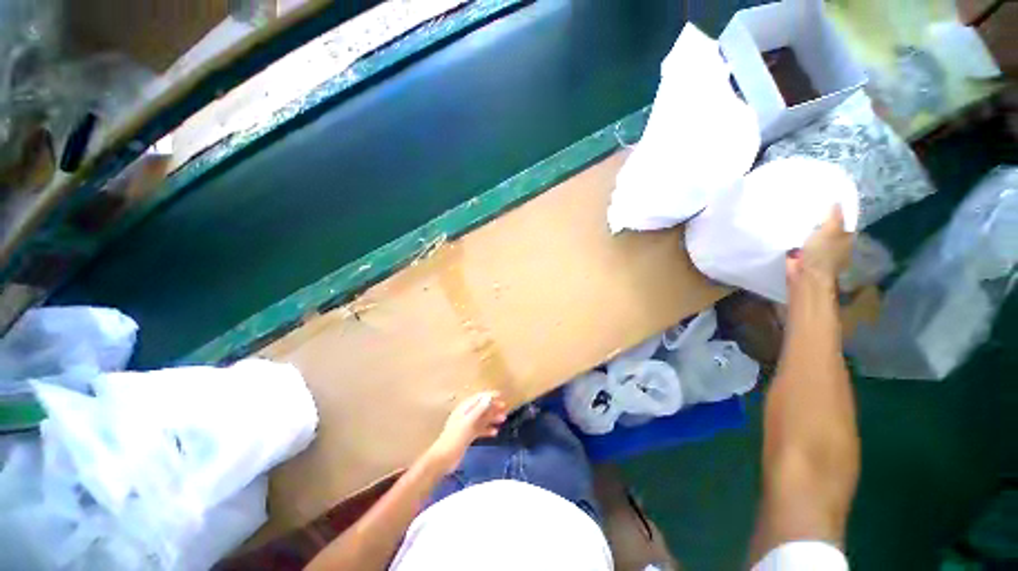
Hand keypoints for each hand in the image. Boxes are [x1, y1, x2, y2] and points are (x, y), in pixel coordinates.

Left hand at [426, 391, 507, 473]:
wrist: (443, 459)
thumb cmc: (455, 438)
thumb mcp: (468, 423)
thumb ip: (479, 410)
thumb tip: (488, 397)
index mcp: (464, 409)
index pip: (479, 398)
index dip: (490, 395)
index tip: (501, 395)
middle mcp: (466, 415)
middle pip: (481, 408)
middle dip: (493, 407)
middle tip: (505, 408)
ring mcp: (467, 426)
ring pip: (482, 419)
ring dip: (492, 418)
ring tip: (503, 419)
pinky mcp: (468, 436)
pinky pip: (480, 430)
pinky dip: (488, 430)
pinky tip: (495, 433)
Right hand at [787, 206, 853, 285]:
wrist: (805, 275)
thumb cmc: (823, 254)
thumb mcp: (831, 230)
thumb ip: (834, 216)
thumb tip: (838, 201)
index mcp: (845, 238)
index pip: (843, 221)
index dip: (837, 211)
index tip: (826, 199)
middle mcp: (833, 244)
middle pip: (827, 227)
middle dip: (819, 219)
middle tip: (808, 204)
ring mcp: (817, 251)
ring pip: (812, 235)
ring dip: (805, 228)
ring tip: (796, 213)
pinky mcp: (801, 255)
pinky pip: (798, 242)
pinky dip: (795, 236)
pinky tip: (788, 227)